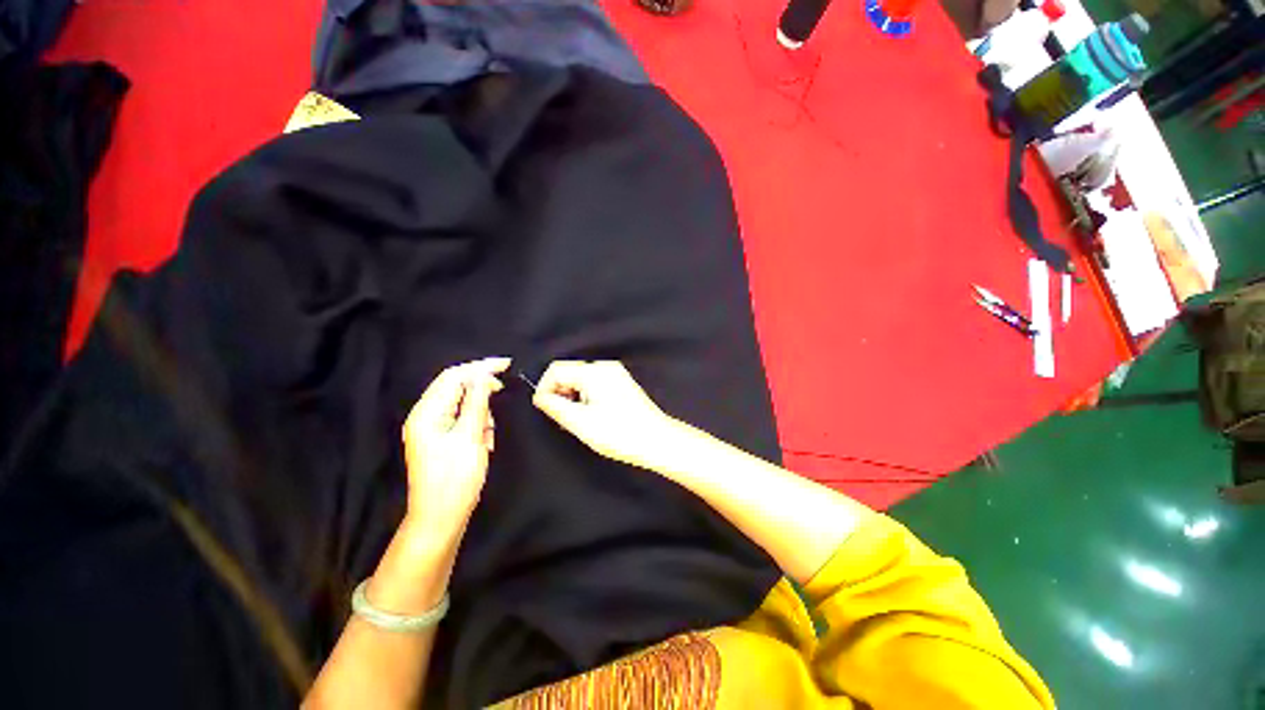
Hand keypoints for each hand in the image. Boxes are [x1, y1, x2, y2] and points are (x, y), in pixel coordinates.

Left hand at [401, 357, 509, 544]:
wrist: (441, 517)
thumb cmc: (455, 478)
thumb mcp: (470, 437)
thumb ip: (477, 403)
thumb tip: (484, 376)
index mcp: (427, 413)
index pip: (453, 376)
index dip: (480, 367)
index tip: (506, 364)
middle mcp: (425, 415)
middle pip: (456, 387)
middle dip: (481, 387)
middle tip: (503, 389)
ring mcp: (432, 427)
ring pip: (462, 403)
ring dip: (480, 410)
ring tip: (488, 433)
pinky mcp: (441, 438)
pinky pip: (462, 419)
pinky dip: (477, 423)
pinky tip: (485, 439)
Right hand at [532, 360, 687, 471]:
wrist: (656, 440)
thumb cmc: (619, 433)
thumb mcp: (581, 422)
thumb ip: (555, 406)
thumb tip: (540, 396)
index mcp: (594, 372)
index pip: (556, 369)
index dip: (544, 388)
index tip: (544, 409)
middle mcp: (605, 367)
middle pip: (569, 372)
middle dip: (559, 393)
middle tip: (561, 418)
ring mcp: (616, 374)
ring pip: (581, 379)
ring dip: (572, 397)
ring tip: (577, 420)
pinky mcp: (621, 383)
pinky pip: (594, 384)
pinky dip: (585, 397)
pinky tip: (590, 416)